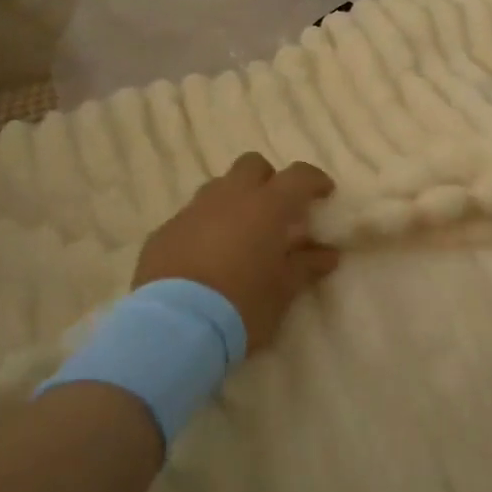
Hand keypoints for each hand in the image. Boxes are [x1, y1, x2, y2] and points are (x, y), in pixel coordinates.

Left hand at [133, 154, 339, 351]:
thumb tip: (328, 254)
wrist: (175, 326)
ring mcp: (192, 211)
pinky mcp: (163, 232)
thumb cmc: (242, 305)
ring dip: (234, 202)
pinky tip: (206, 258)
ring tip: (240, 235)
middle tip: (276, 211)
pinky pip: (190, 217)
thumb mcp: (283, 291)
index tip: (324, 194)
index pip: (298, 176)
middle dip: (268, 180)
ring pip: (218, 188)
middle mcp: (229, 197)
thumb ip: (306, 266)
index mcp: (266, 206)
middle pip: (252, 165)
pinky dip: (205, 227)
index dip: (314, 181)